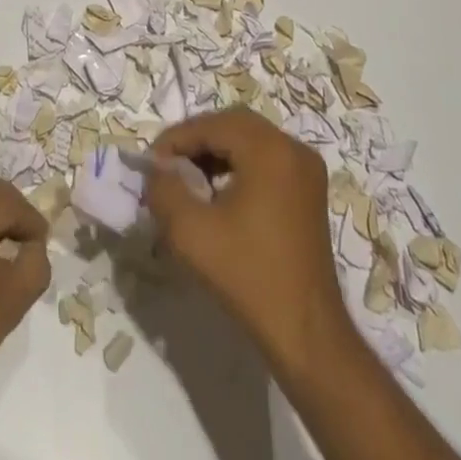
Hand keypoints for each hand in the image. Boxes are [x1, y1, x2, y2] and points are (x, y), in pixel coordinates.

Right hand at [145, 107, 352, 374]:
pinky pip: (267, 158)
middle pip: (233, 124)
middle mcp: (292, 148)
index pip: (212, 125)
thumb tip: (157, 170)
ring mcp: (306, 169)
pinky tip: (219, 192)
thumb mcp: (190, 233)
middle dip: (197, 139)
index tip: (151, 162)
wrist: (306, 335)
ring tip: (189, 179)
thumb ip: (164, 191)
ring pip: (250, 139)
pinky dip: (239, 164)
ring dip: (217, 151)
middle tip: (169, 165)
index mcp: (269, 149)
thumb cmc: (248, 278)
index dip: (176, 138)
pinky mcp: (309, 190)